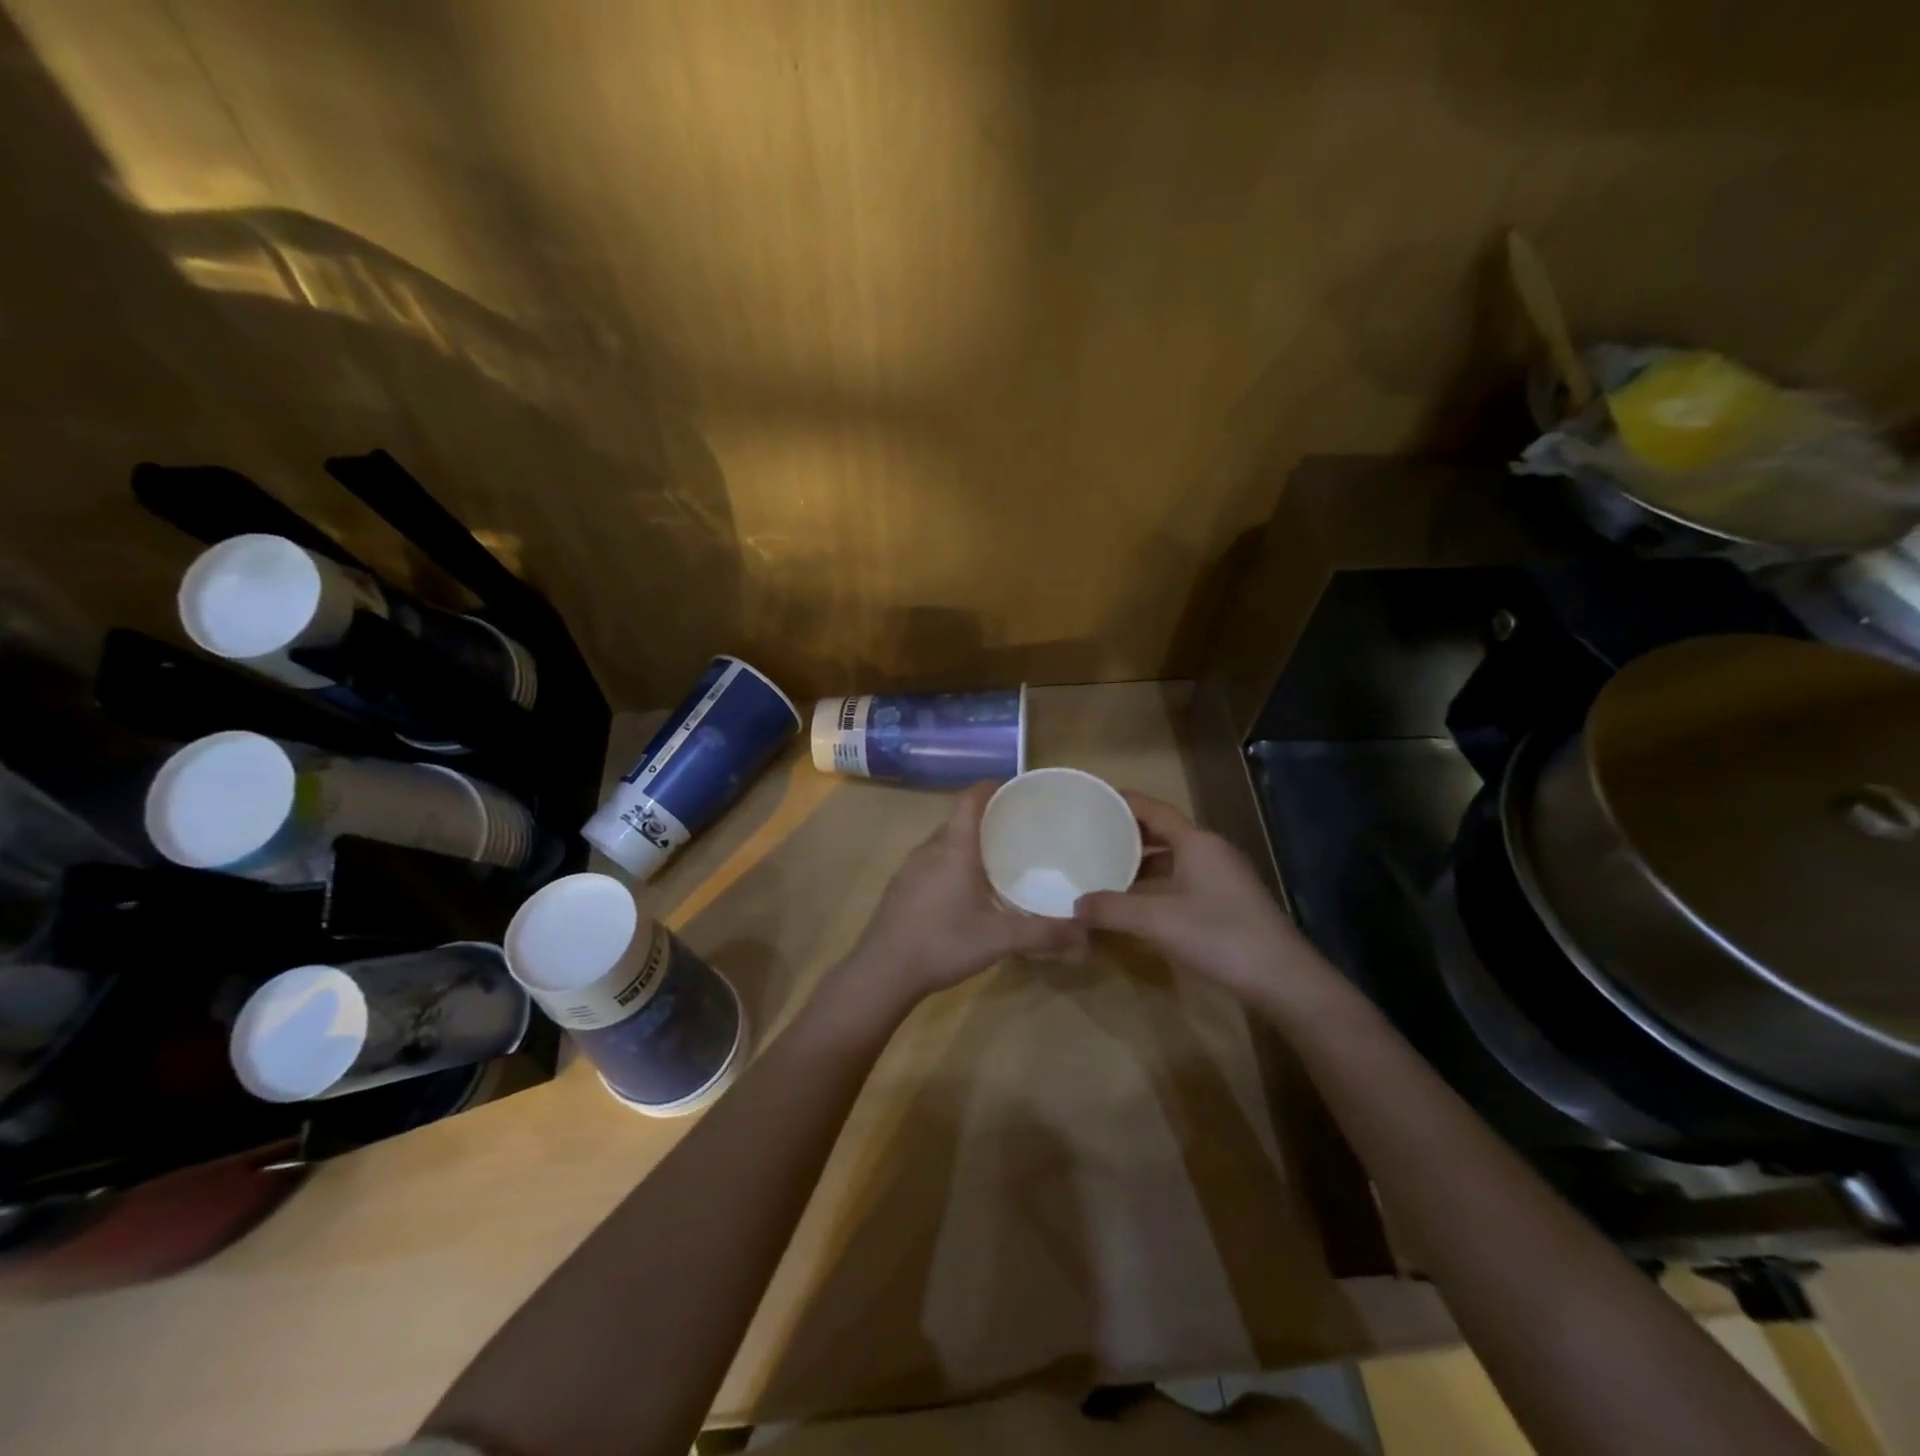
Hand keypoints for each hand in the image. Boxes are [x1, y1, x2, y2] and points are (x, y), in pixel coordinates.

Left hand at [844, 782, 1086, 1007]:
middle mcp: (930, 848)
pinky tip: (967, 890)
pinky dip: (953, 862)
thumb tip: (1086, 930)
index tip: (1018, 791)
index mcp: (954, 847)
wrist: (882, 971)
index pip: (971, 798)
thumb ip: (1043, 933)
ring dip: (970, 842)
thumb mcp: (999, 939)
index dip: (993, 787)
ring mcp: (910, 867)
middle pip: (960, 819)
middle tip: (1021, 830)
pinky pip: (933, 860)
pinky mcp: (901, 886)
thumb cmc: (942, 943)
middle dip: (989, 818)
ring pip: (945, 841)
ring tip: (1000, 858)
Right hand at [1073, 793, 1313, 1005]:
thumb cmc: (1218, 935)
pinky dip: (1156, 885)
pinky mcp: (1227, 902)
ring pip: (1173, 860)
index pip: (1153, 809)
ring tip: (1105, 871)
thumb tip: (1075, 906)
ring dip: (1141, 864)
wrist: (1283, 979)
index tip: (1091, 802)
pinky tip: (1136, 904)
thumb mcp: (1156, 921)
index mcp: (1196, 842)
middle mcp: (1210, 851)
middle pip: (1162, 833)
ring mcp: (1222, 877)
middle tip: (1089, 840)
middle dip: (1126, 835)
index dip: (1122, 803)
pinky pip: (1183, 881)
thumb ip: (1111, 909)